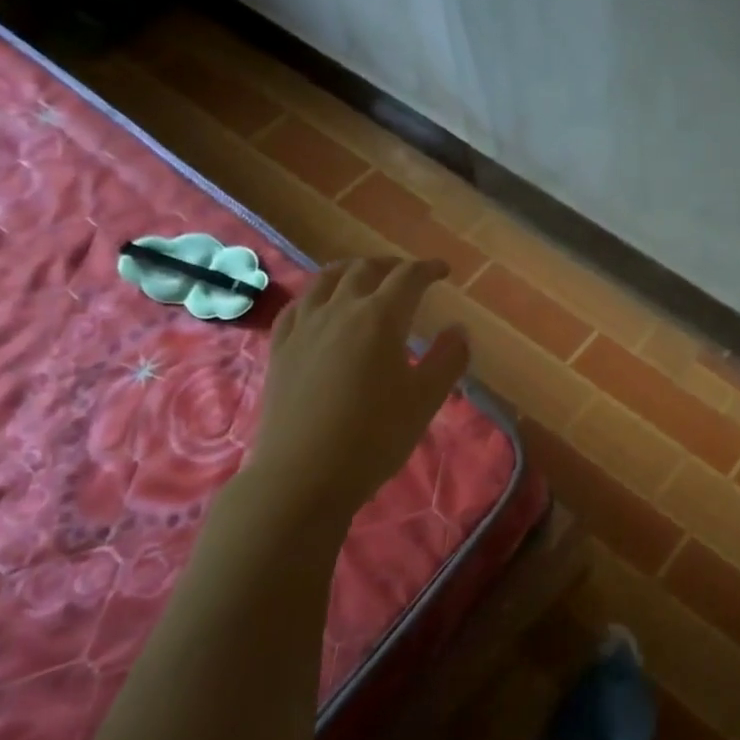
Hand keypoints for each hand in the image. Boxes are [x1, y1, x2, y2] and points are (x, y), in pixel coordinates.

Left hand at [240, 257, 468, 522]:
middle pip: (365, 270)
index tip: (443, 271)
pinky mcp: (280, 347)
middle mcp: (339, 310)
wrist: (303, 474)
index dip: (428, 269)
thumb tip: (459, 330)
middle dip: (391, 265)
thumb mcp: (425, 401)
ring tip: (364, 275)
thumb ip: (447, 360)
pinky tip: (320, 304)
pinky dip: (317, 293)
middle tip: (408, 274)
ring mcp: (304, 326)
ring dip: (352, 270)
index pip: (408, 278)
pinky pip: (298, 305)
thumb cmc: (374, 437)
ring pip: (326, 279)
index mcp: (380, 318)